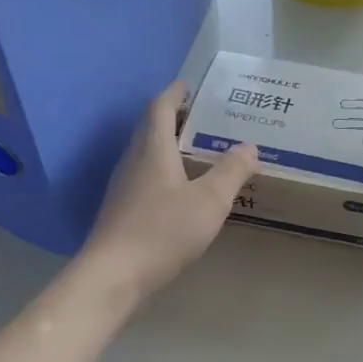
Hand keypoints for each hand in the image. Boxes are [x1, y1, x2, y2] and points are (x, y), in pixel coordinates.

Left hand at [81, 82, 258, 301]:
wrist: (114, 275)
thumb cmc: (163, 231)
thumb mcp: (209, 201)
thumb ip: (231, 172)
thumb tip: (249, 146)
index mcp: (153, 150)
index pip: (160, 108)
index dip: (176, 93)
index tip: (191, 86)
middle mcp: (133, 161)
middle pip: (150, 129)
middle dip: (174, 119)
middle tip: (204, 119)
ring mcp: (124, 188)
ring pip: (147, 155)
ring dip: (169, 147)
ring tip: (198, 153)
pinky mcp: (122, 211)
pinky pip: (145, 179)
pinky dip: (165, 173)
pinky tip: (181, 192)